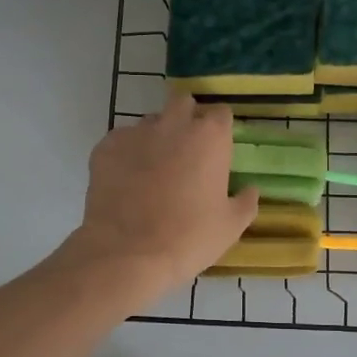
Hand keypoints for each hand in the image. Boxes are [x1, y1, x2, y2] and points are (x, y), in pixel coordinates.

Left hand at [64, 93, 257, 297]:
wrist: (128, 253)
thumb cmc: (188, 238)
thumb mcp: (230, 226)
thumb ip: (245, 202)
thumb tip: (250, 190)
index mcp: (209, 137)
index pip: (220, 113)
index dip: (219, 130)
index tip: (217, 150)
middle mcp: (173, 124)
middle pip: (182, 103)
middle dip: (186, 119)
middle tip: (186, 151)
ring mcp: (135, 133)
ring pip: (149, 123)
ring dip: (155, 138)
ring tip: (152, 170)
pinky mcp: (105, 148)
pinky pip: (120, 142)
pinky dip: (126, 155)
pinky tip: (126, 181)